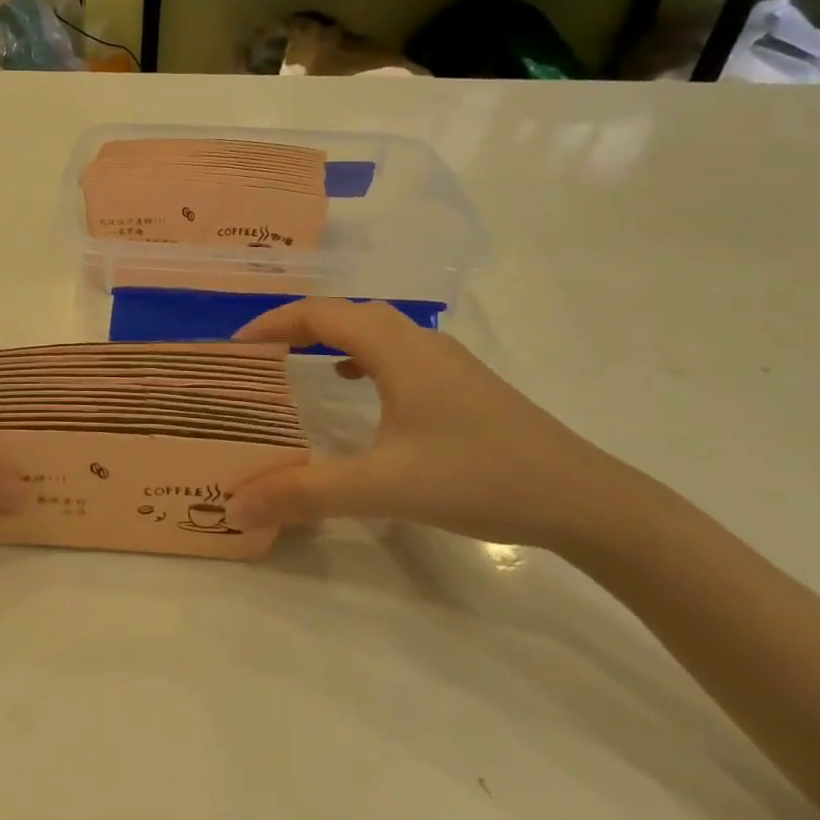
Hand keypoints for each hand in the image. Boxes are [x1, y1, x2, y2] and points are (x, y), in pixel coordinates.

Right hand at [232, 299, 670, 551]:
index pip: (320, 314)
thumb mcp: (383, 486)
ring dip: (334, 340)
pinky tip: (362, 393)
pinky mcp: (465, 385)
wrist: (583, 499)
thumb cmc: (477, 477)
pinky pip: (400, 355)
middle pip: (348, 314)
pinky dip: (366, 360)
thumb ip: (305, 493)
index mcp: (396, 349)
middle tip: (264, 357)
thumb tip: (235, 505)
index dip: (273, 323)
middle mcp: (420, 342)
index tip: (236, 348)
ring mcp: (448, 362)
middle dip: (299, 327)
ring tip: (301, 368)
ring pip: (377, 332)